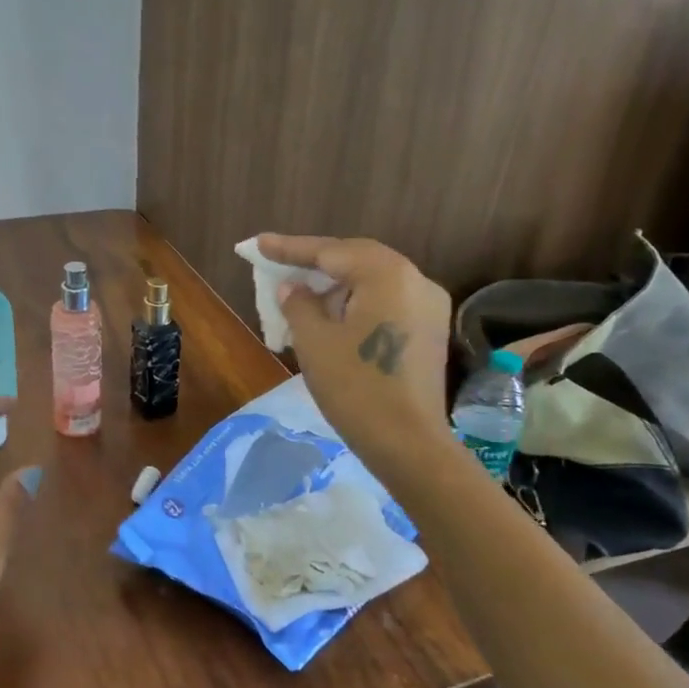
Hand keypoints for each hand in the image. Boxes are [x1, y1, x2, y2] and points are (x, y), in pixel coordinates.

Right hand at [258, 234, 455, 473]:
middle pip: (356, 259)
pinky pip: (386, 302)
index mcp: (387, 274)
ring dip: (336, 284)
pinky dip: (356, 302)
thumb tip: (293, 288)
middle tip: (279, 264)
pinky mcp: (429, 331)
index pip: (330, 251)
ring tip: (301, 295)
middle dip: (315, 263)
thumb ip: (299, 304)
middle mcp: (415, 279)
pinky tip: (332, 316)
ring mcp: (428, 306)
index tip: (258, 244)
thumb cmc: (355, 387)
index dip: (290, 248)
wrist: (408, 443)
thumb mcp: (314, 342)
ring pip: (373, 281)